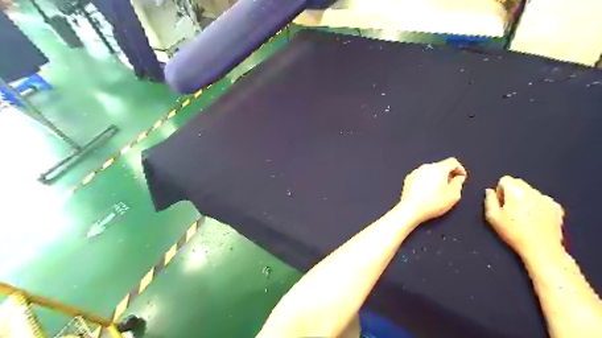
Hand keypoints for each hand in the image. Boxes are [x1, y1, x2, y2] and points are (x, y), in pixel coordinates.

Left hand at [399, 158, 469, 223]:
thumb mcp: (453, 195)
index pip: (452, 162)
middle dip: (447, 174)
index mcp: (438, 168)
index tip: (461, 178)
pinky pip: (421, 177)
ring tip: (438, 191)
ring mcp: (415, 172)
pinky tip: (426, 192)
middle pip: (440, 166)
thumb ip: (458, 183)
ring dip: (436, 178)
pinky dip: (426, 181)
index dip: (460, 169)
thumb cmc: (433, 203)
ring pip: (430, 172)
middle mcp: (426, 167)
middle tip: (451, 186)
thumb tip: (458, 178)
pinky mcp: (408, 179)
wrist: (411, 209)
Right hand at [483, 176, 563, 260]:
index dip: (500, 190)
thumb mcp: (492, 217)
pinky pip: (542, 200)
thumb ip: (489, 200)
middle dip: (512, 192)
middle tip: (509, 209)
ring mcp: (547, 199)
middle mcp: (533, 192)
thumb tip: (489, 191)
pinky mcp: (557, 208)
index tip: (501, 203)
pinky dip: (536, 205)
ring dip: (524, 198)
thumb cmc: (514, 233)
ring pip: (530, 191)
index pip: (505, 179)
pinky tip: (534, 219)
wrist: (541, 249)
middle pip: (518, 183)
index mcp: (516, 192)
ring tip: (522, 216)